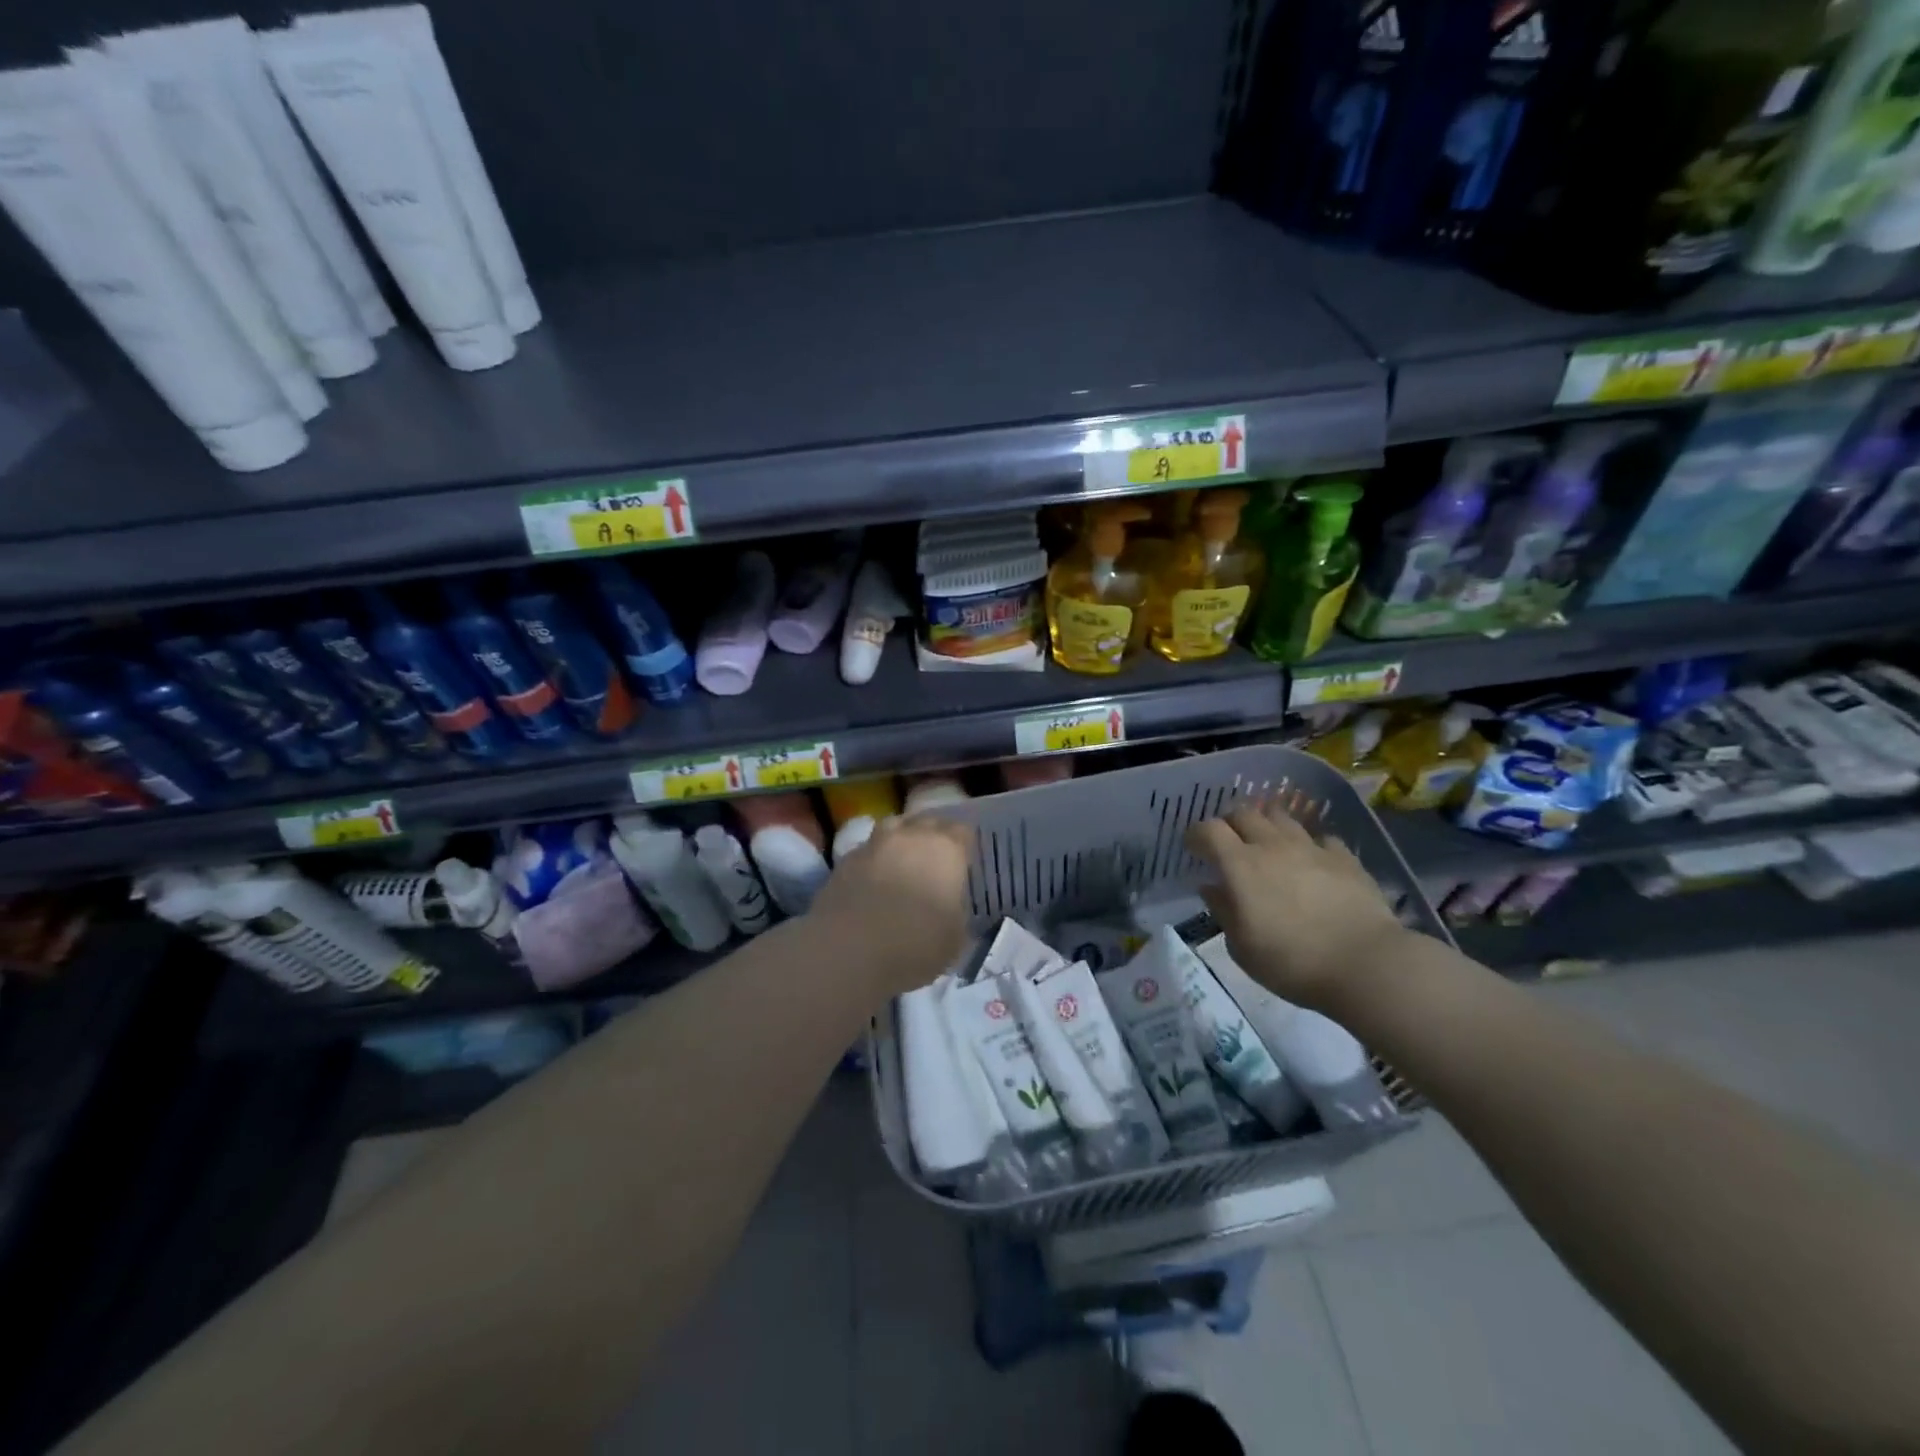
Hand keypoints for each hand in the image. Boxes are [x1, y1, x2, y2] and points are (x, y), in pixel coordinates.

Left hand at [806, 816, 974, 997]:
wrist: (850, 950)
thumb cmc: (916, 943)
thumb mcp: (955, 939)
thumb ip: (957, 914)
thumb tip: (951, 910)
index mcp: (945, 848)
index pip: (962, 832)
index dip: (964, 846)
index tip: (963, 863)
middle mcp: (910, 836)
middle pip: (926, 822)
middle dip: (932, 836)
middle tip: (935, 862)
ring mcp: (874, 844)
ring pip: (892, 828)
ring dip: (899, 841)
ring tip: (902, 864)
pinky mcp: (844, 861)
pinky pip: (866, 852)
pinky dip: (873, 861)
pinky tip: (872, 883)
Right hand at [1186, 802, 1406, 1012]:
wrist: (1366, 964)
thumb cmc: (1292, 962)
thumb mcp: (1242, 947)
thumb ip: (1223, 911)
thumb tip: (1210, 887)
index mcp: (1240, 865)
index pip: (1209, 830)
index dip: (1196, 835)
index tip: (1193, 848)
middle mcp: (1272, 846)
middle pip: (1244, 813)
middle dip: (1230, 823)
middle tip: (1228, 843)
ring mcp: (1311, 848)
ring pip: (1281, 817)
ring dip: (1267, 825)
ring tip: (1267, 843)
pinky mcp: (1344, 858)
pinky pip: (1320, 838)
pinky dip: (1309, 844)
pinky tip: (1311, 860)